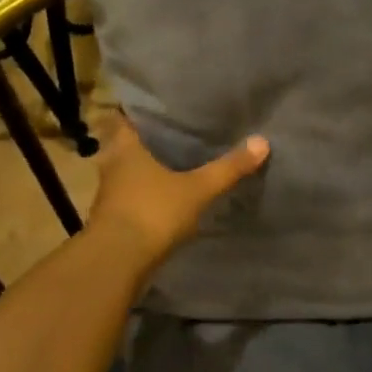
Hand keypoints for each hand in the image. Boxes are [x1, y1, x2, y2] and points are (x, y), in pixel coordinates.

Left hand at [88, 114, 269, 267]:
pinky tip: (165, 197)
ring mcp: (109, 195)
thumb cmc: (152, 212)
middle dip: (147, 142)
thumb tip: (262, 141)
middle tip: (175, 134)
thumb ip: (228, 168)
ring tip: (174, 164)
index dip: (140, 111)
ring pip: (127, 173)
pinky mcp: (112, 220)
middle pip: (127, 146)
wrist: (115, 264)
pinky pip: (130, 197)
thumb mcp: (197, 189)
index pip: (125, 118)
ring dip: (144, 170)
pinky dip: (144, 195)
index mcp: (126, 148)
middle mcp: (112, 166)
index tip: (161, 107)